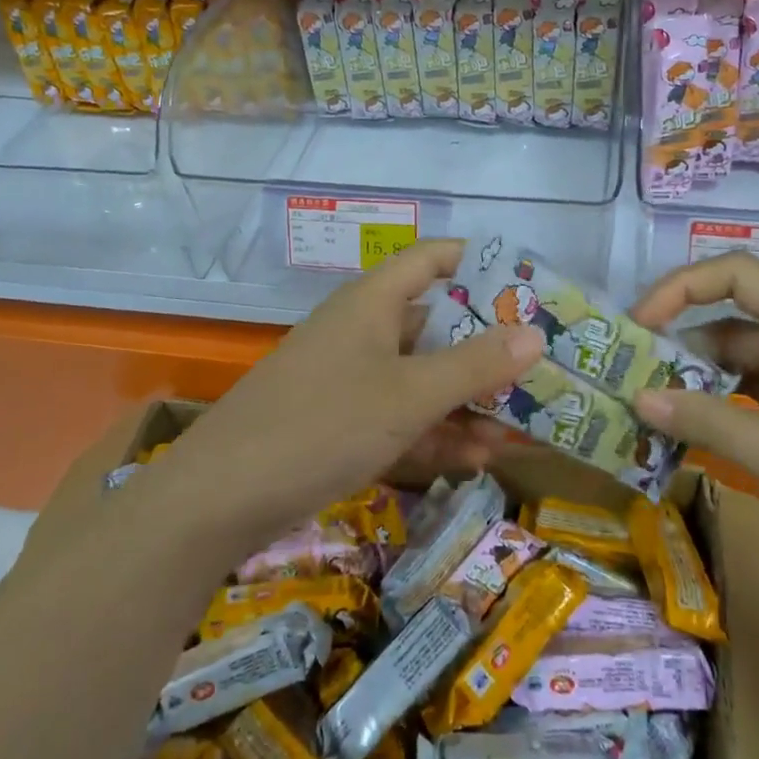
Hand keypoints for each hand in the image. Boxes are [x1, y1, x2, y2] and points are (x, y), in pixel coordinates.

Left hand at [146, 239, 543, 548]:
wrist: (220, 499)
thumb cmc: (323, 424)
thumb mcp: (409, 395)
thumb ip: (475, 365)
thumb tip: (536, 333)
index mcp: (374, 302)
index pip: (432, 259)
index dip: (479, 262)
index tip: (526, 284)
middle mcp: (363, 330)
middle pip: (435, 323)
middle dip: (485, 349)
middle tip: (538, 370)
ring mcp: (349, 377)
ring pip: (420, 377)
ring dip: (465, 401)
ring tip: (518, 429)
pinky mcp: (338, 421)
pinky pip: (398, 415)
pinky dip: (433, 432)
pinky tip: (473, 460)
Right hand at [628, 252, 758, 600]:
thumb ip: (707, 422)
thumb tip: (636, 398)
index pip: (733, 273)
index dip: (678, 288)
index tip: (637, 326)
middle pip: (733, 317)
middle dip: (678, 342)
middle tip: (629, 376)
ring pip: (745, 358)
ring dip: (700, 379)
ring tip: (651, 408)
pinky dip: (728, 404)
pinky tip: (697, 430)